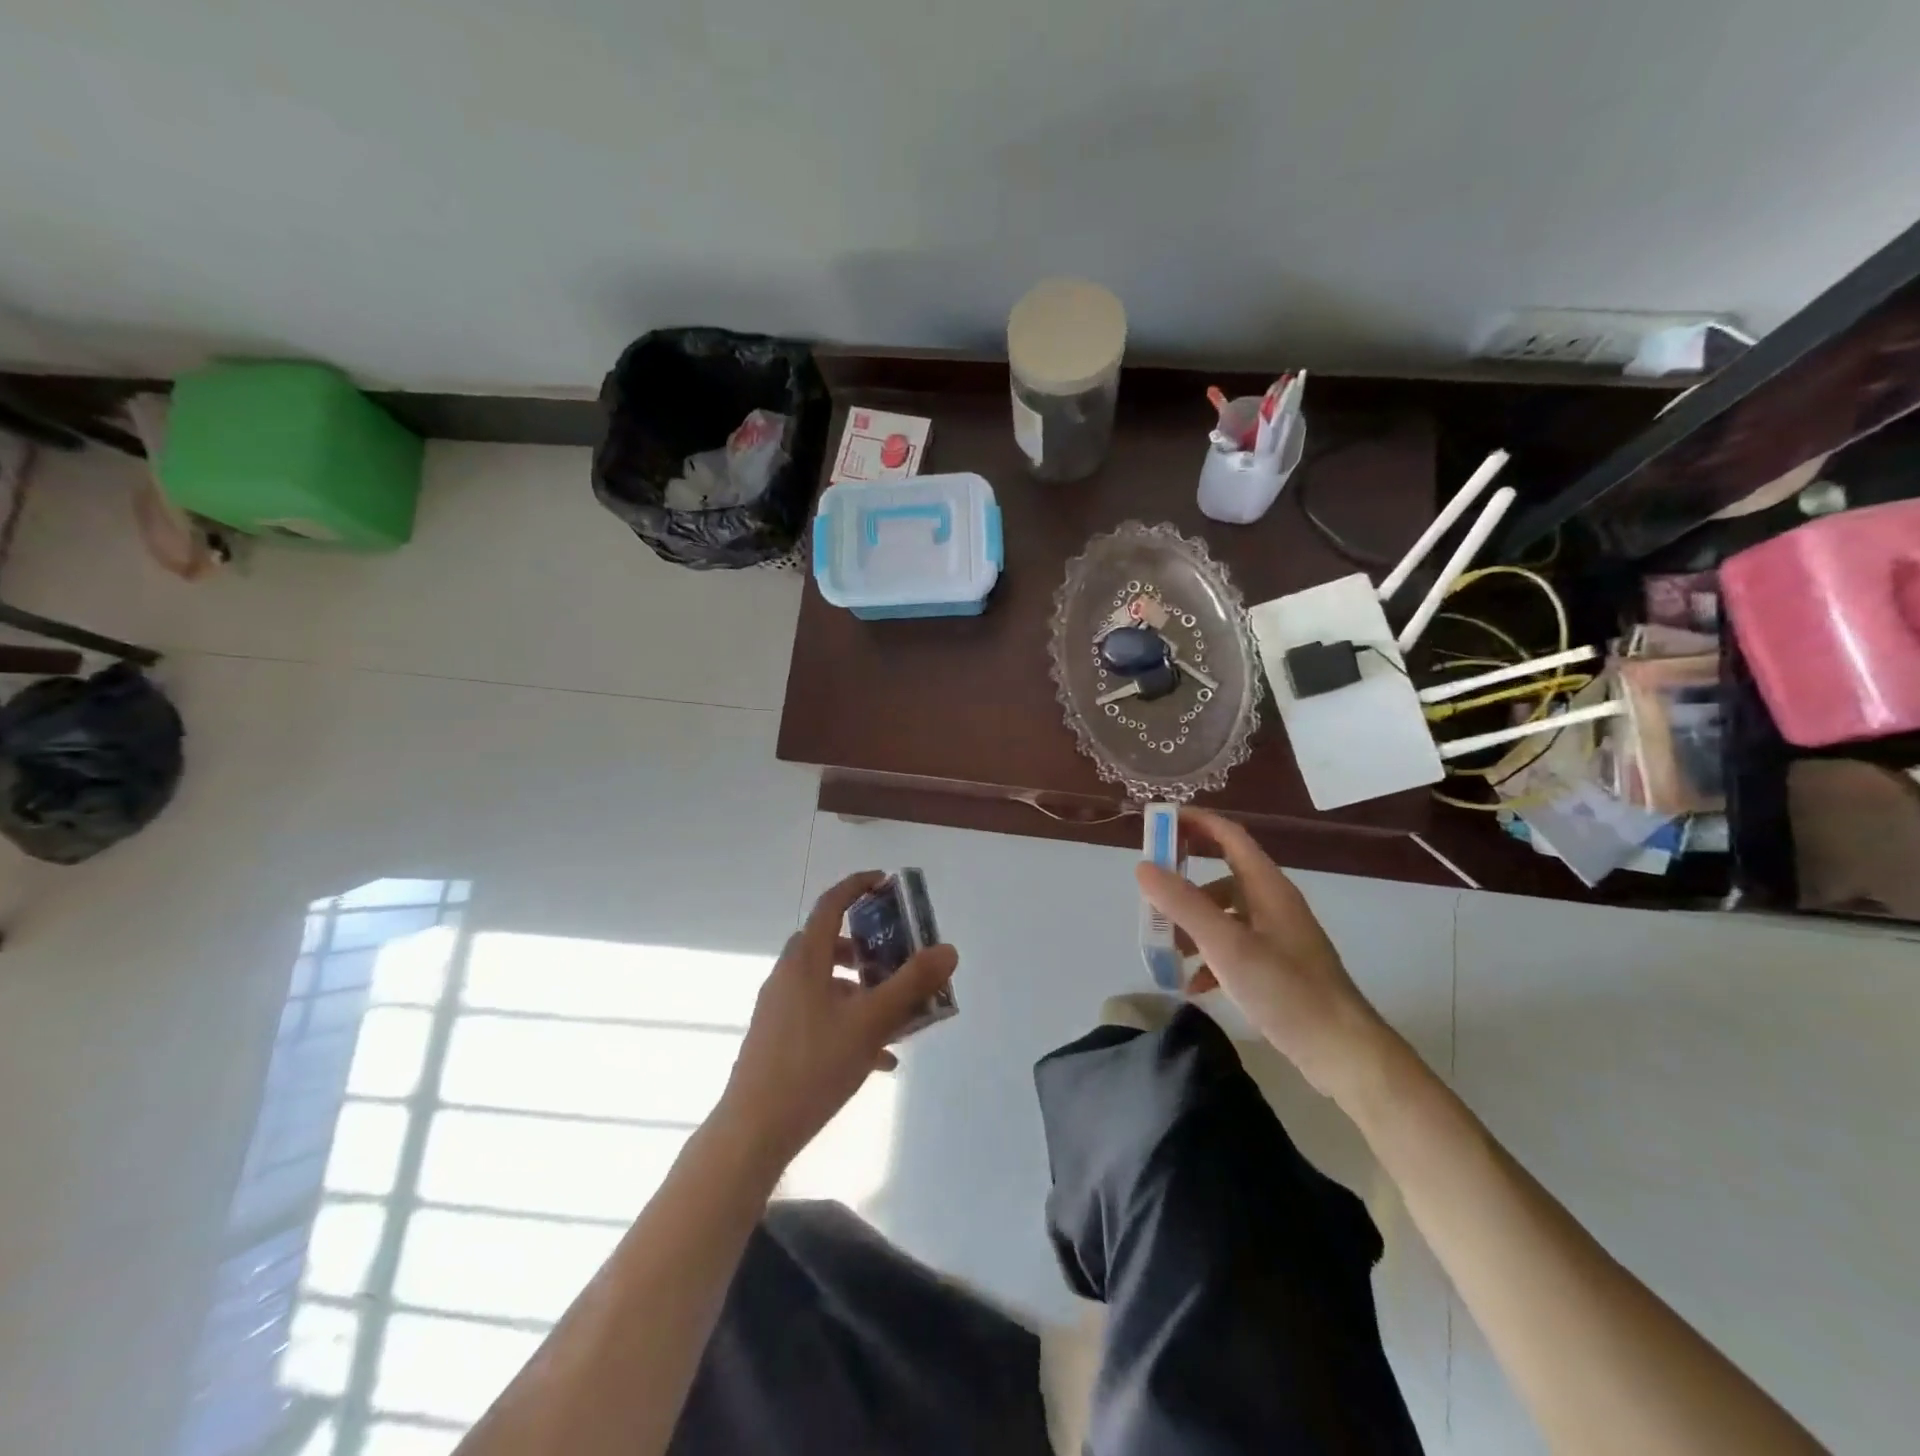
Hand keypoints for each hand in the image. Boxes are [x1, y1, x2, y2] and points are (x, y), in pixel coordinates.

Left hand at [717, 872, 958, 1166]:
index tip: (885, 882)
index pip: (831, 904)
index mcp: (805, 960)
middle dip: (865, 946)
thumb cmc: (814, 1066)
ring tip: (895, 1014)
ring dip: (861, 989)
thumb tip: (948, 949)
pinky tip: (879, 1059)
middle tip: (896, 957)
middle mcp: (787, 976)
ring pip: (825, 982)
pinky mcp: (777, 1038)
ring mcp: (778, 1008)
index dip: (857, 886)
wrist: (754, 1130)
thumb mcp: (871, 1022)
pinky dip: (849, 1020)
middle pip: (828, 943)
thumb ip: (911, 984)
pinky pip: (819, 1014)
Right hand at [1135, 807, 1393, 1100]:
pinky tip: (1194, 985)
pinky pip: (1233, 947)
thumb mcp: (1226, 945)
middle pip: (1222, 872)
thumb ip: (1183, 904)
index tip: (1156, 821)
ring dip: (1191, 922)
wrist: (1344, 1052)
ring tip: (1165, 946)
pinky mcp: (1277, 966)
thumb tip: (1143, 867)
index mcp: (1267, 887)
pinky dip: (1209, 957)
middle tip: (1149, 886)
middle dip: (1184, 877)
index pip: (1228, 835)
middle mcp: (1273, 903)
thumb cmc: (1286, 991)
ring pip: (1224, 913)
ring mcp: (1277, 936)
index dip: (1194, 822)